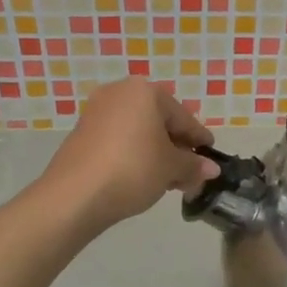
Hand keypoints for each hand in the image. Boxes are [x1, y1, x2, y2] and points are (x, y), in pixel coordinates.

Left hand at [41, 78, 218, 233]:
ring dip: (156, 153)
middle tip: (190, 172)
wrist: (75, 195)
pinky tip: (142, 176)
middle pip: (159, 121)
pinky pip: (119, 139)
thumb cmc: (133, 169)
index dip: (199, 138)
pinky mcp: (82, 133)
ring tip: (168, 180)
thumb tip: (211, 169)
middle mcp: (119, 93)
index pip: (182, 116)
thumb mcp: (171, 168)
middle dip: (177, 147)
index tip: (211, 154)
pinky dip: (134, 154)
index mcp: (145, 92)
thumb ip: (193, 165)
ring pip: (138, 131)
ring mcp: (97, 112)